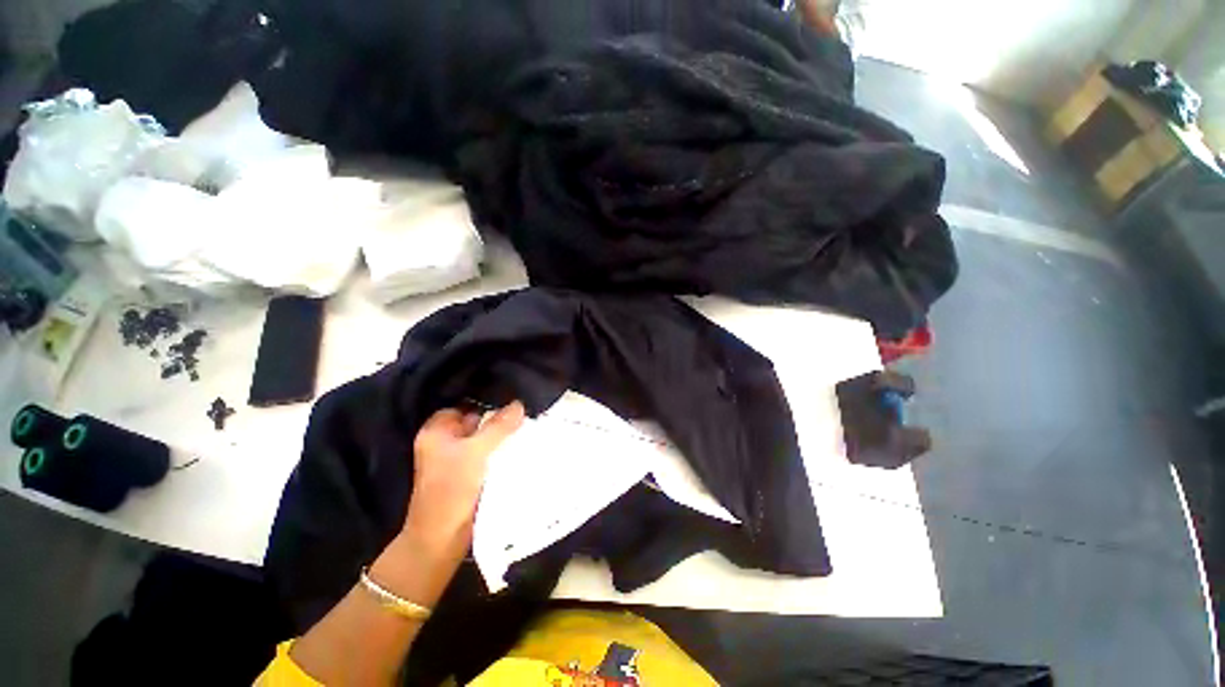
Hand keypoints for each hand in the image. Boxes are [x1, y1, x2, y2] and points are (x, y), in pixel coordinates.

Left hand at [402, 402, 525, 559]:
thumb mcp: (476, 452)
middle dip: (497, 419)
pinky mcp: (470, 475)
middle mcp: (445, 443)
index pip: (462, 407)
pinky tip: (520, 446)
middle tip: (523, 412)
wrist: (443, 539)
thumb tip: (519, 404)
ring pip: (484, 439)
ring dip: (502, 436)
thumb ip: (499, 426)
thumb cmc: (452, 489)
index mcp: (437, 433)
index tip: (509, 398)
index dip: (483, 402)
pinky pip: (489, 455)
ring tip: (527, 426)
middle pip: (476, 423)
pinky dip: (502, 451)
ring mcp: (458, 460)